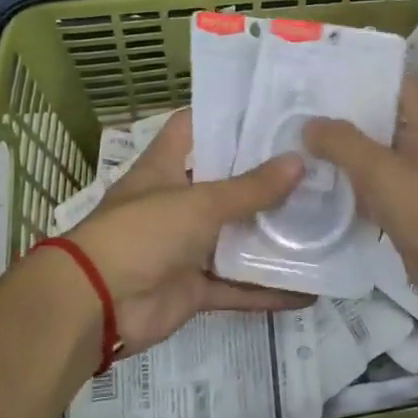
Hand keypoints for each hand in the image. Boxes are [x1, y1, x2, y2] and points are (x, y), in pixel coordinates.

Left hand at [58, 110, 306, 354]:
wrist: (96, 306)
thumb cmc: (143, 232)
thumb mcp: (200, 202)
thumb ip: (251, 188)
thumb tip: (299, 162)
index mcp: (165, 167)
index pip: (193, 127)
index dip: (226, 117)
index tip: (271, 111)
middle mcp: (175, 201)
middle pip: (224, 182)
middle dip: (264, 177)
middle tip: (314, 165)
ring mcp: (185, 246)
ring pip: (235, 236)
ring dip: (270, 234)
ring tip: (322, 221)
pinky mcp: (194, 287)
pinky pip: (237, 286)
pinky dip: (267, 290)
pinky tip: (309, 289)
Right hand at [304, 79, 417, 330]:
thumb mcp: (383, 170)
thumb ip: (344, 142)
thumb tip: (310, 124)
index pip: (396, 83)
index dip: (361, 76)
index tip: (320, 75)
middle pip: (383, 119)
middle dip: (344, 116)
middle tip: (296, 109)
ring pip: (378, 157)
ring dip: (345, 153)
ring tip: (297, 143)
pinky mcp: (414, 213)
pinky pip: (378, 191)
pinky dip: (353, 187)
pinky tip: (318, 187)